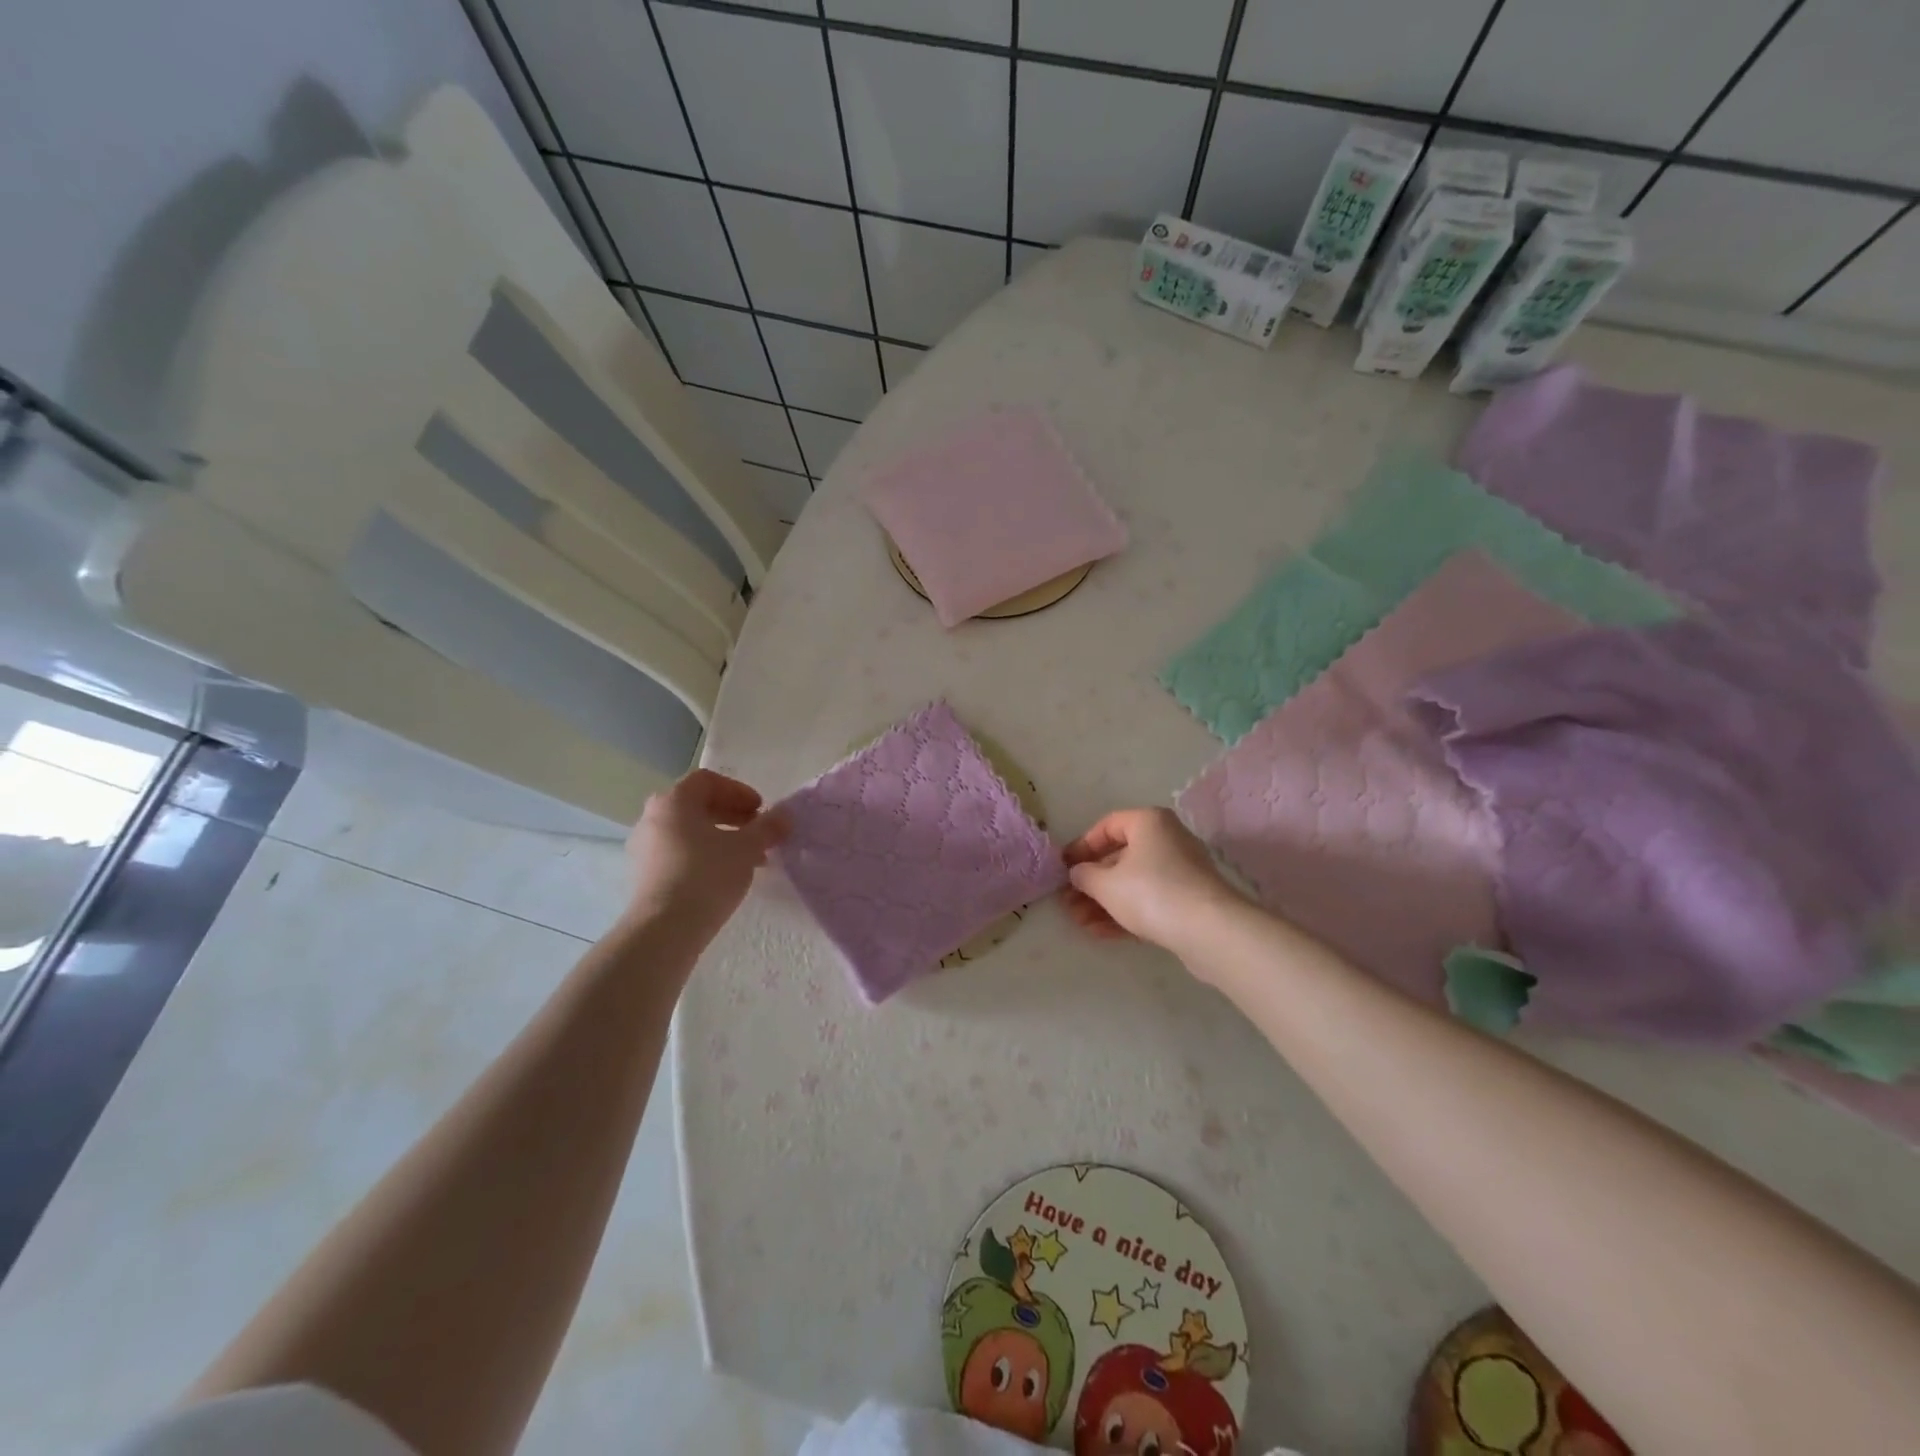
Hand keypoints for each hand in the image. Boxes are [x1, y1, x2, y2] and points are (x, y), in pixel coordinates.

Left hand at [625, 769, 789, 936]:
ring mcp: (644, 847)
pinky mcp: (644, 875)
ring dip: (720, 837)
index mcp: (673, 801)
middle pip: (697, 805)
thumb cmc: (707, 876)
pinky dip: (703, 854)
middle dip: (732, 815)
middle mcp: (653, 818)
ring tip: (747, 857)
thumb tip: (785, 816)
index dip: (738, 791)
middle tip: (757, 831)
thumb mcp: (747, 848)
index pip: (707, 780)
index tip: (760, 810)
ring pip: (688, 831)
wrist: (665, 929)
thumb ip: (768, 827)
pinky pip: (678, 853)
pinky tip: (725, 875)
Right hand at [1061, 808, 1237, 950]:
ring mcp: (1180, 871)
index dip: (1081, 847)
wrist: (1210, 931)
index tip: (1063, 868)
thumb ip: (1084, 875)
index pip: (1107, 826)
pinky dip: (1124, 913)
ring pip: (1132, 883)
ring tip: (1079, 923)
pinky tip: (1100, 933)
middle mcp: (1166, 839)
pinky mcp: (1188, 900)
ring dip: (1103, 902)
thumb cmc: (1151, 893)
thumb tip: (1078, 873)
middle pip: (1119, 857)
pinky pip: (1148, 901)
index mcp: (1148, 822)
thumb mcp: (1105, 883)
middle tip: (1067, 902)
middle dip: (1090, 882)